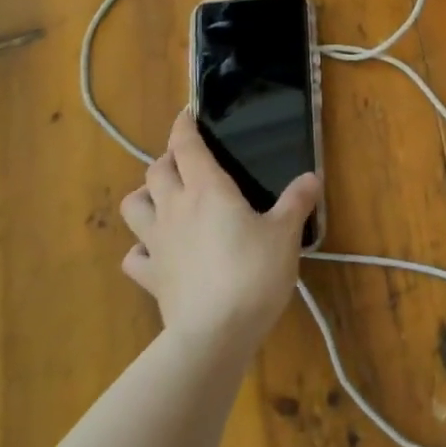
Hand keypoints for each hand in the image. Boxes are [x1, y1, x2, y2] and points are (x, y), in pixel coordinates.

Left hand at [118, 110, 321, 354]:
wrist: (216, 332)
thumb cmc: (254, 273)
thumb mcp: (286, 234)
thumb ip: (296, 202)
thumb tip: (311, 177)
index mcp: (207, 190)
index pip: (186, 146)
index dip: (184, 126)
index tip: (187, 114)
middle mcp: (175, 209)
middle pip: (156, 171)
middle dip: (168, 159)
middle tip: (187, 161)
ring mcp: (156, 243)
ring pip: (134, 206)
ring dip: (145, 196)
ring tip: (164, 199)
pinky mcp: (151, 276)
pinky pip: (134, 255)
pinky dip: (142, 248)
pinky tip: (157, 252)